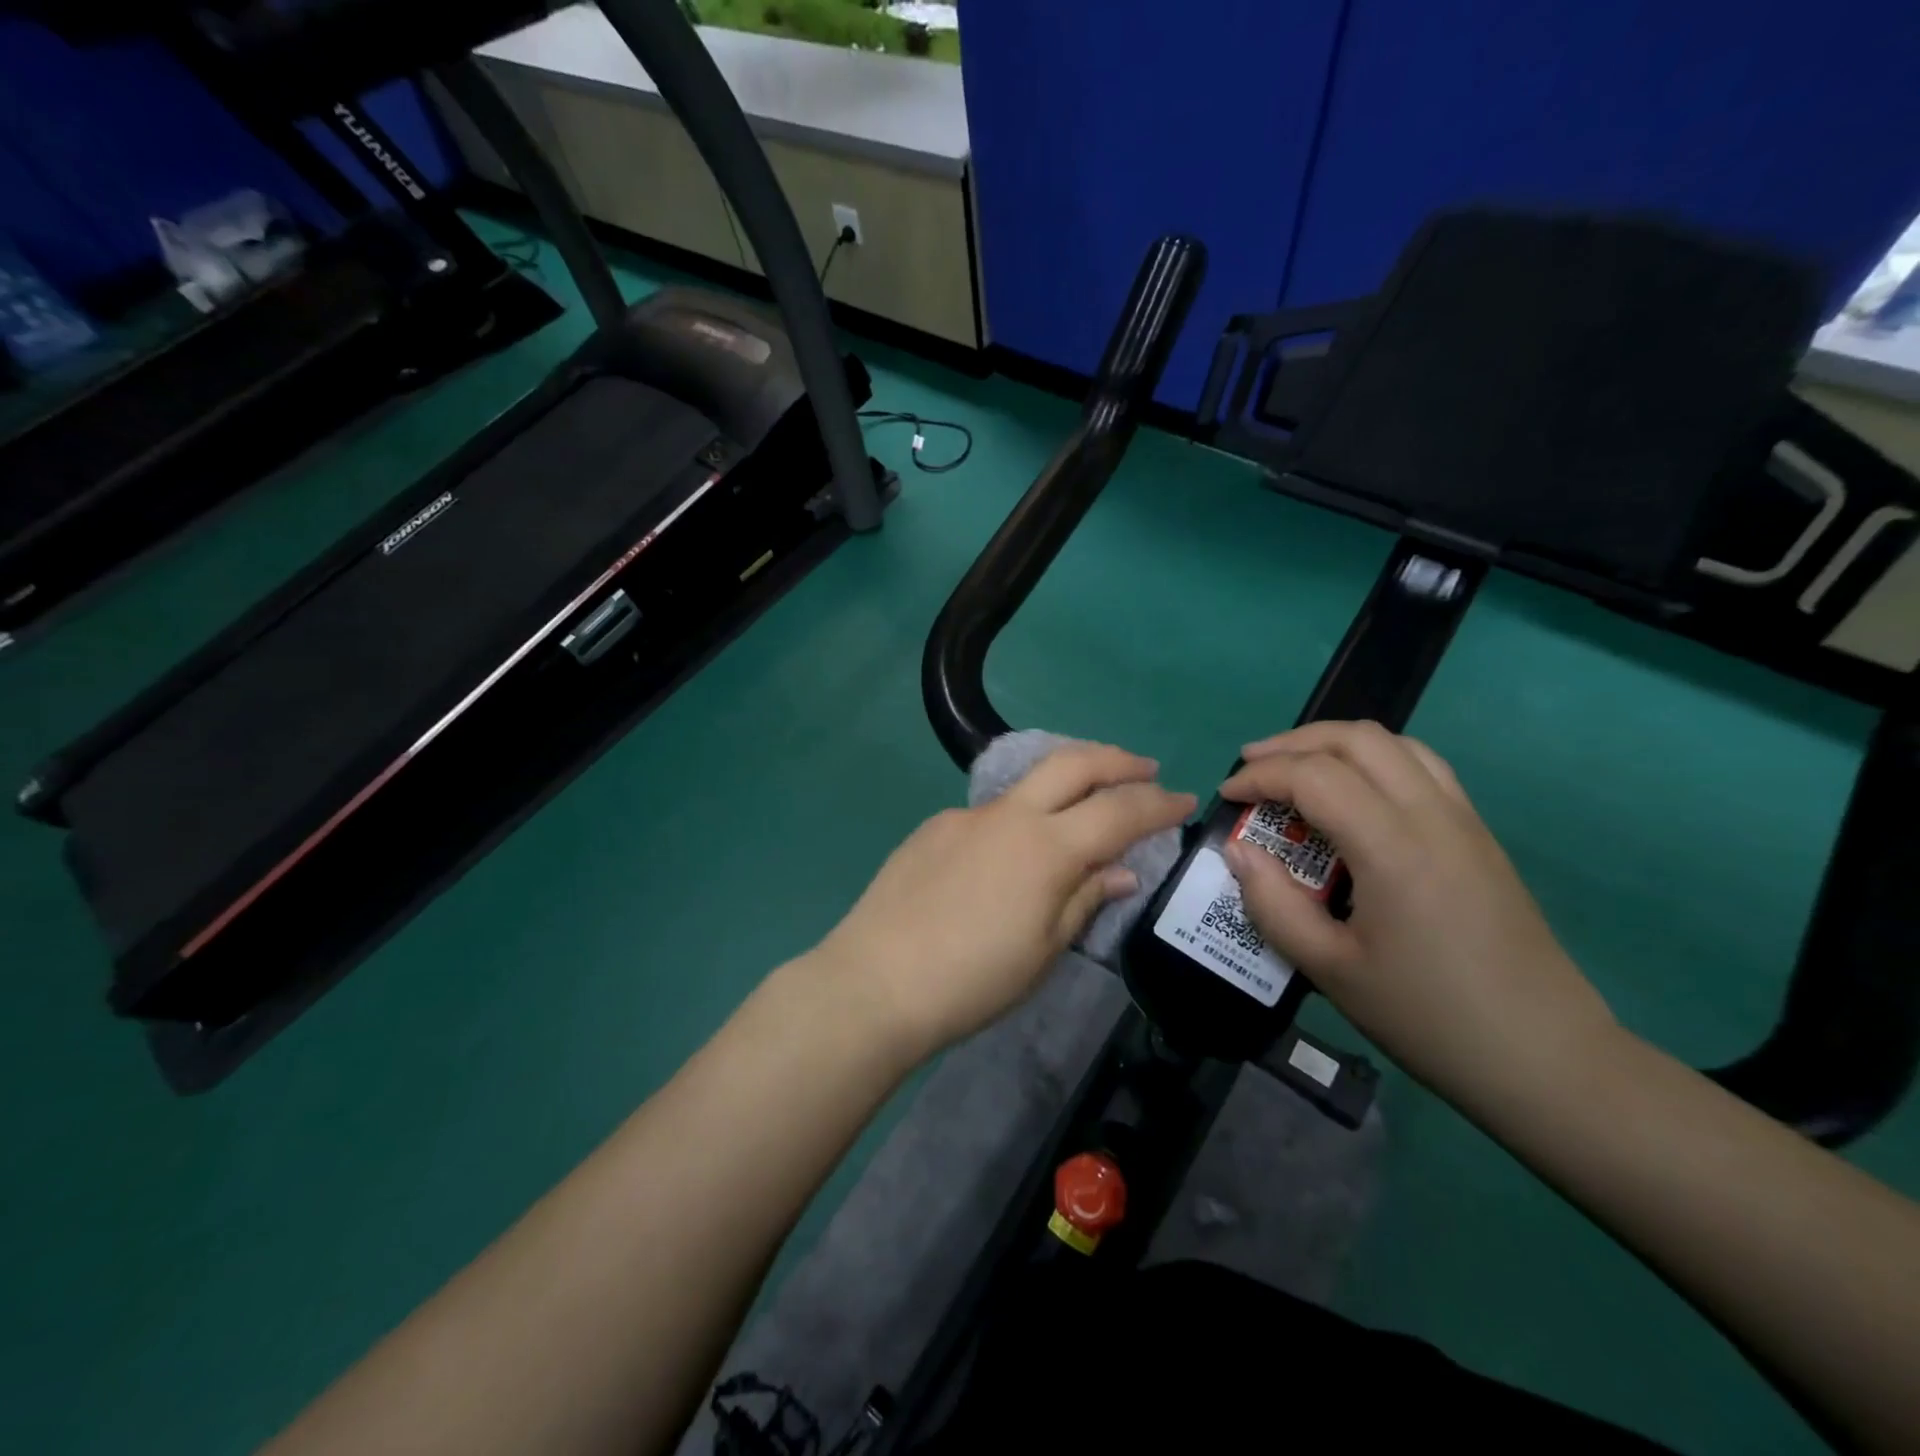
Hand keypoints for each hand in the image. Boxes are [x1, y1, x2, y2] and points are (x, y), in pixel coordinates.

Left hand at [813, 743, 1195, 1063]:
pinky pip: (990, 813)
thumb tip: (1122, 871)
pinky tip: (1011, 852)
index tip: (1185, 800)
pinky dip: (1019, 818)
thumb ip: (1085, 898)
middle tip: (1145, 769)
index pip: (1119, 811)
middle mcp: (1009, 815)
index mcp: (1047, 847)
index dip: (1159, 803)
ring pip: (1029, 781)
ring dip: (1067, 780)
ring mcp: (966, 816)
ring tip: (1086, 800)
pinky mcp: (933, 828)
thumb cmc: (973, 979)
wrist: (876, 980)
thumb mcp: (1044, 949)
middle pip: (1074, 764)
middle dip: (1117, 761)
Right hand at [1218, 721, 1616, 1110]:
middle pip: (1357, 739)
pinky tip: (1352, 796)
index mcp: (1393, 848)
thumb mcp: (1330, 969)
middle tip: (1251, 767)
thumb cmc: (1428, 1017)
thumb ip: (1273, 904)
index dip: (1260, 777)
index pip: (1315, 776)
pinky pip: (1422, 767)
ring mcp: (1464, 821)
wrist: (1545, 1058)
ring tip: (1296, 770)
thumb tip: (1238, 851)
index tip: (1226, 797)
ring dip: (1335, 744)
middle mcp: (1433, 816)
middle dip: (1294, 743)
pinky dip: (1373, 760)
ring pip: (1395, 744)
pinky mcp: (1479, 836)